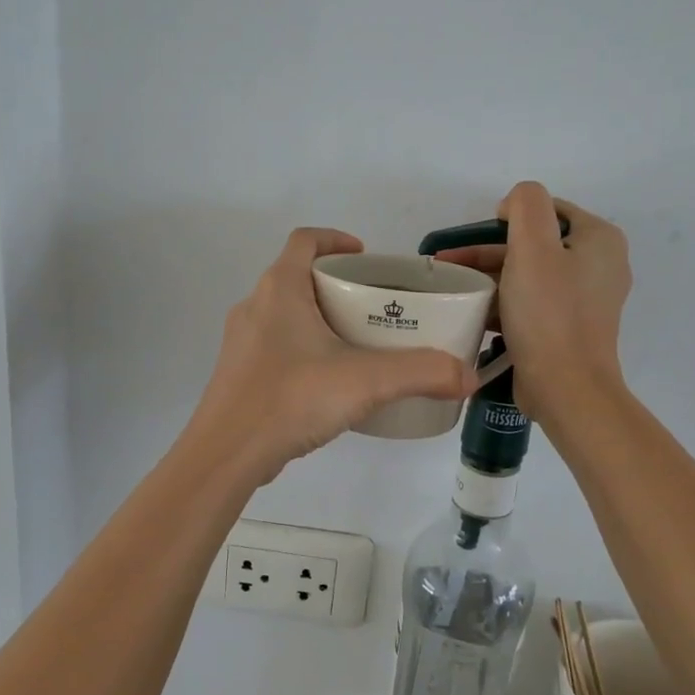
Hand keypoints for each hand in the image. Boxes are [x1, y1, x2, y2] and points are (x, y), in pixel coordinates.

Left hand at [190, 228, 476, 483]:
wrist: (226, 454)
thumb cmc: (291, 398)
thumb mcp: (366, 381)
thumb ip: (421, 373)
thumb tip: (467, 376)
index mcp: (280, 289)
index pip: (305, 240)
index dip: (335, 239)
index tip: (365, 257)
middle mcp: (255, 306)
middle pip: (297, 276)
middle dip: (336, 285)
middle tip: (374, 306)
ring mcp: (242, 342)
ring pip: (285, 314)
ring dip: (319, 318)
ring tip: (357, 343)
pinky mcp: (239, 373)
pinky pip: (276, 346)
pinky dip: (304, 348)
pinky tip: (328, 381)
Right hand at [434, 183, 631, 417]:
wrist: (565, 388)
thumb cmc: (549, 313)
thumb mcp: (533, 246)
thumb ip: (526, 205)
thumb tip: (514, 205)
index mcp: (600, 240)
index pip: (548, 210)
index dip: (509, 216)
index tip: (475, 235)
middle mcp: (599, 266)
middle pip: (535, 244)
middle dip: (489, 251)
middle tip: (449, 263)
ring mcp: (585, 300)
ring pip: (529, 275)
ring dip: (491, 277)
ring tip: (452, 287)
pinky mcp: (568, 328)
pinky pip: (532, 303)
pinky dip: (504, 302)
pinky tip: (473, 311)